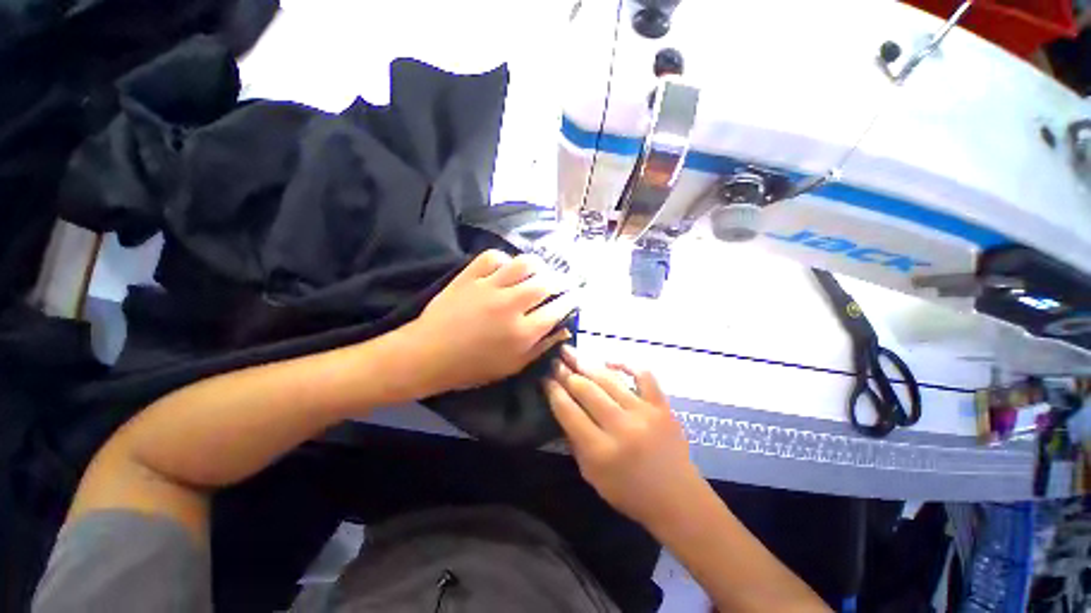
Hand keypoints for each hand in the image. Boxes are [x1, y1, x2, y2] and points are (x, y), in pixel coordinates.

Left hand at [403, 250, 575, 395]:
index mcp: (522, 332)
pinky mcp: (470, 277)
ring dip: (538, 265)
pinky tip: (507, 268)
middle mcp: (510, 305)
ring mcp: (489, 287)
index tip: (576, 296)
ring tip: (540, 271)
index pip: (557, 309)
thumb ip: (541, 347)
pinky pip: (493, 257)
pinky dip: (505, 259)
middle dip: (561, 280)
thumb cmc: (472, 367)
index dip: (571, 300)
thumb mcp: (512, 367)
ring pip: (523, 264)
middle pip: (546, 282)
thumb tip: (564, 330)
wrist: (428, 355)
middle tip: (563, 282)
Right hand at [544, 346, 708, 529]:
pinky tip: (609, 361)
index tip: (545, 379)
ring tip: (571, 352)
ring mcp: (644, 413)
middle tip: (555, 361)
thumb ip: (575, 442)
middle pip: (586, 390)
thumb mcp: (591, 476)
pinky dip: (626, 364)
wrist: (678, 500)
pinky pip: (644, 375)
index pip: (569, 412)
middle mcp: (621, 427)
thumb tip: (563, 407)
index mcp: (600, 451)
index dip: (554, 392)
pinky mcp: (662, 405)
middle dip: (566, 373)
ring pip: (609, 379)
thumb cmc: (630, 493)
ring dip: (587, 363)